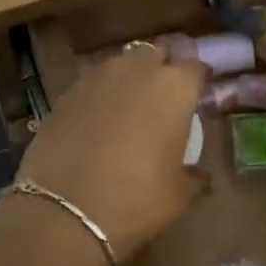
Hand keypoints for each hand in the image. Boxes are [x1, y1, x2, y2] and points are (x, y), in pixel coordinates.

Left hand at [17, 44, 205, 262]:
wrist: (64, 211)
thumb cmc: (135, 200)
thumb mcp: (179, 195)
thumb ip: (195, 176)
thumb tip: (201, 176)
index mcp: (174, 87)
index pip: (195, 67)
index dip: (199, 80)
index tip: (199, 95)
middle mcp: (137, 70)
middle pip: (156, 54)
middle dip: (163, 68)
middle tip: (165, 96)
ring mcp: (96, 78)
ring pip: (121, 64)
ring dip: (129, 77)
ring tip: (130, 104)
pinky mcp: (65, 93)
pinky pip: (92, 83)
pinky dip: (100, 94)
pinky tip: (98, 118)